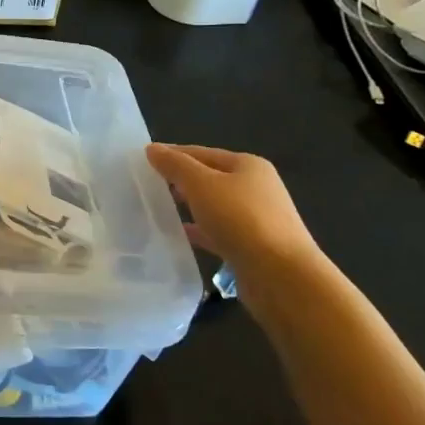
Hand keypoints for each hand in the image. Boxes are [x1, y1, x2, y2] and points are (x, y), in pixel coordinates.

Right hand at [146, 144, 323, 292]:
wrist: (282, 276)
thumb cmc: (241, 219)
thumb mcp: (201, 184)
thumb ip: (175, 165)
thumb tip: (153, 148)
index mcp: (247, 165)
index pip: (201, 153)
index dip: (172, 155)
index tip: (142, 163)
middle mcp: (255, 188)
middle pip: (209, 178)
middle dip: (179, 181)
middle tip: (146, 187)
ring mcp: (256, 219)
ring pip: (213, 206)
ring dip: (188, 206)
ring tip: (158, 210)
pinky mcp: (252, 246)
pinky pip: (218, 232)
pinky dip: (199, 231)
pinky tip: (179, 235)